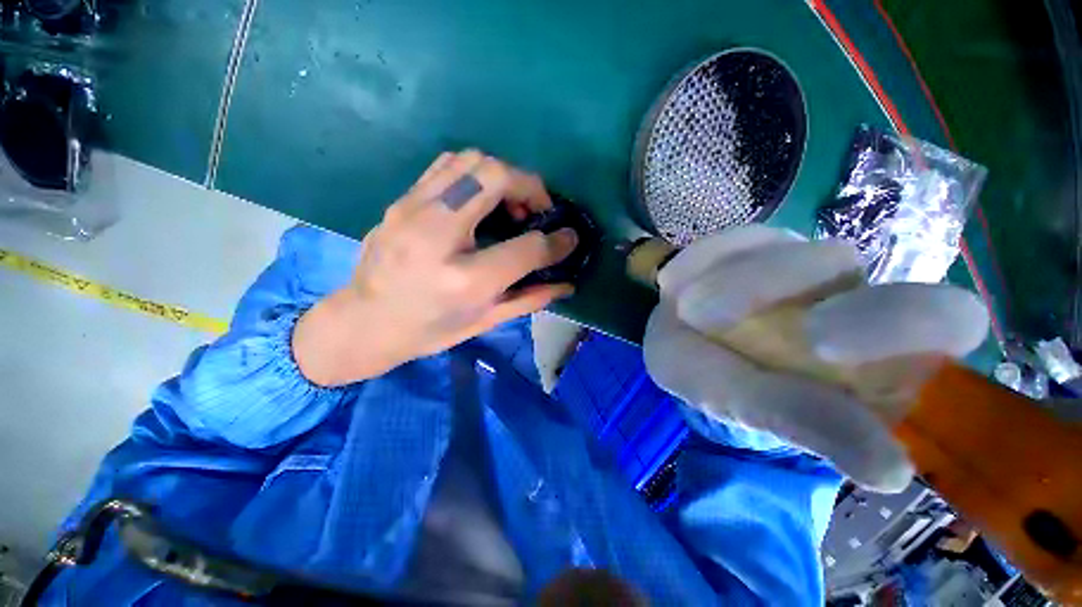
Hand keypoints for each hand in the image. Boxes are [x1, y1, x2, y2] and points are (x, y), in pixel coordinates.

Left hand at [293, 151, 577, 385]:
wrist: (365, 323)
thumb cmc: (430, 330)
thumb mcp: (484, 322)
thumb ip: (530, 299)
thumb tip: (568, 283)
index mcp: (464, 280)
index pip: (526, 248)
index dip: (557, 241)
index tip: (569, 238)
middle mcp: (437, 236)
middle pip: (495, 177)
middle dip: (530, 187)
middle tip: (537, 211)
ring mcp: (412, 211)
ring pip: (470, 160)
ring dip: (503, 175)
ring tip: (510, 204)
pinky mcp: (401, 201)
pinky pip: (447, 165)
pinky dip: (476, 173)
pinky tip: (480, 199)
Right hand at [643, 226, 988, 491]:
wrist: (680, 343)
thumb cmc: (722, 385)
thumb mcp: (752, 408)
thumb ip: (808, 424)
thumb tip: (892, 473)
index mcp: (879, 348)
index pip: (944, 318)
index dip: (896, 323)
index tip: (819, 347)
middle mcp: (850, 293)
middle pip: (859, 266)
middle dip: (786, 286)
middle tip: (732, 315)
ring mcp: (799, 260)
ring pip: (789, 252)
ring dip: (733, 285)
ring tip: (688, 310)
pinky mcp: (753, 242)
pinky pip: (734, 241)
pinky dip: (700, 262)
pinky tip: (675, 284)